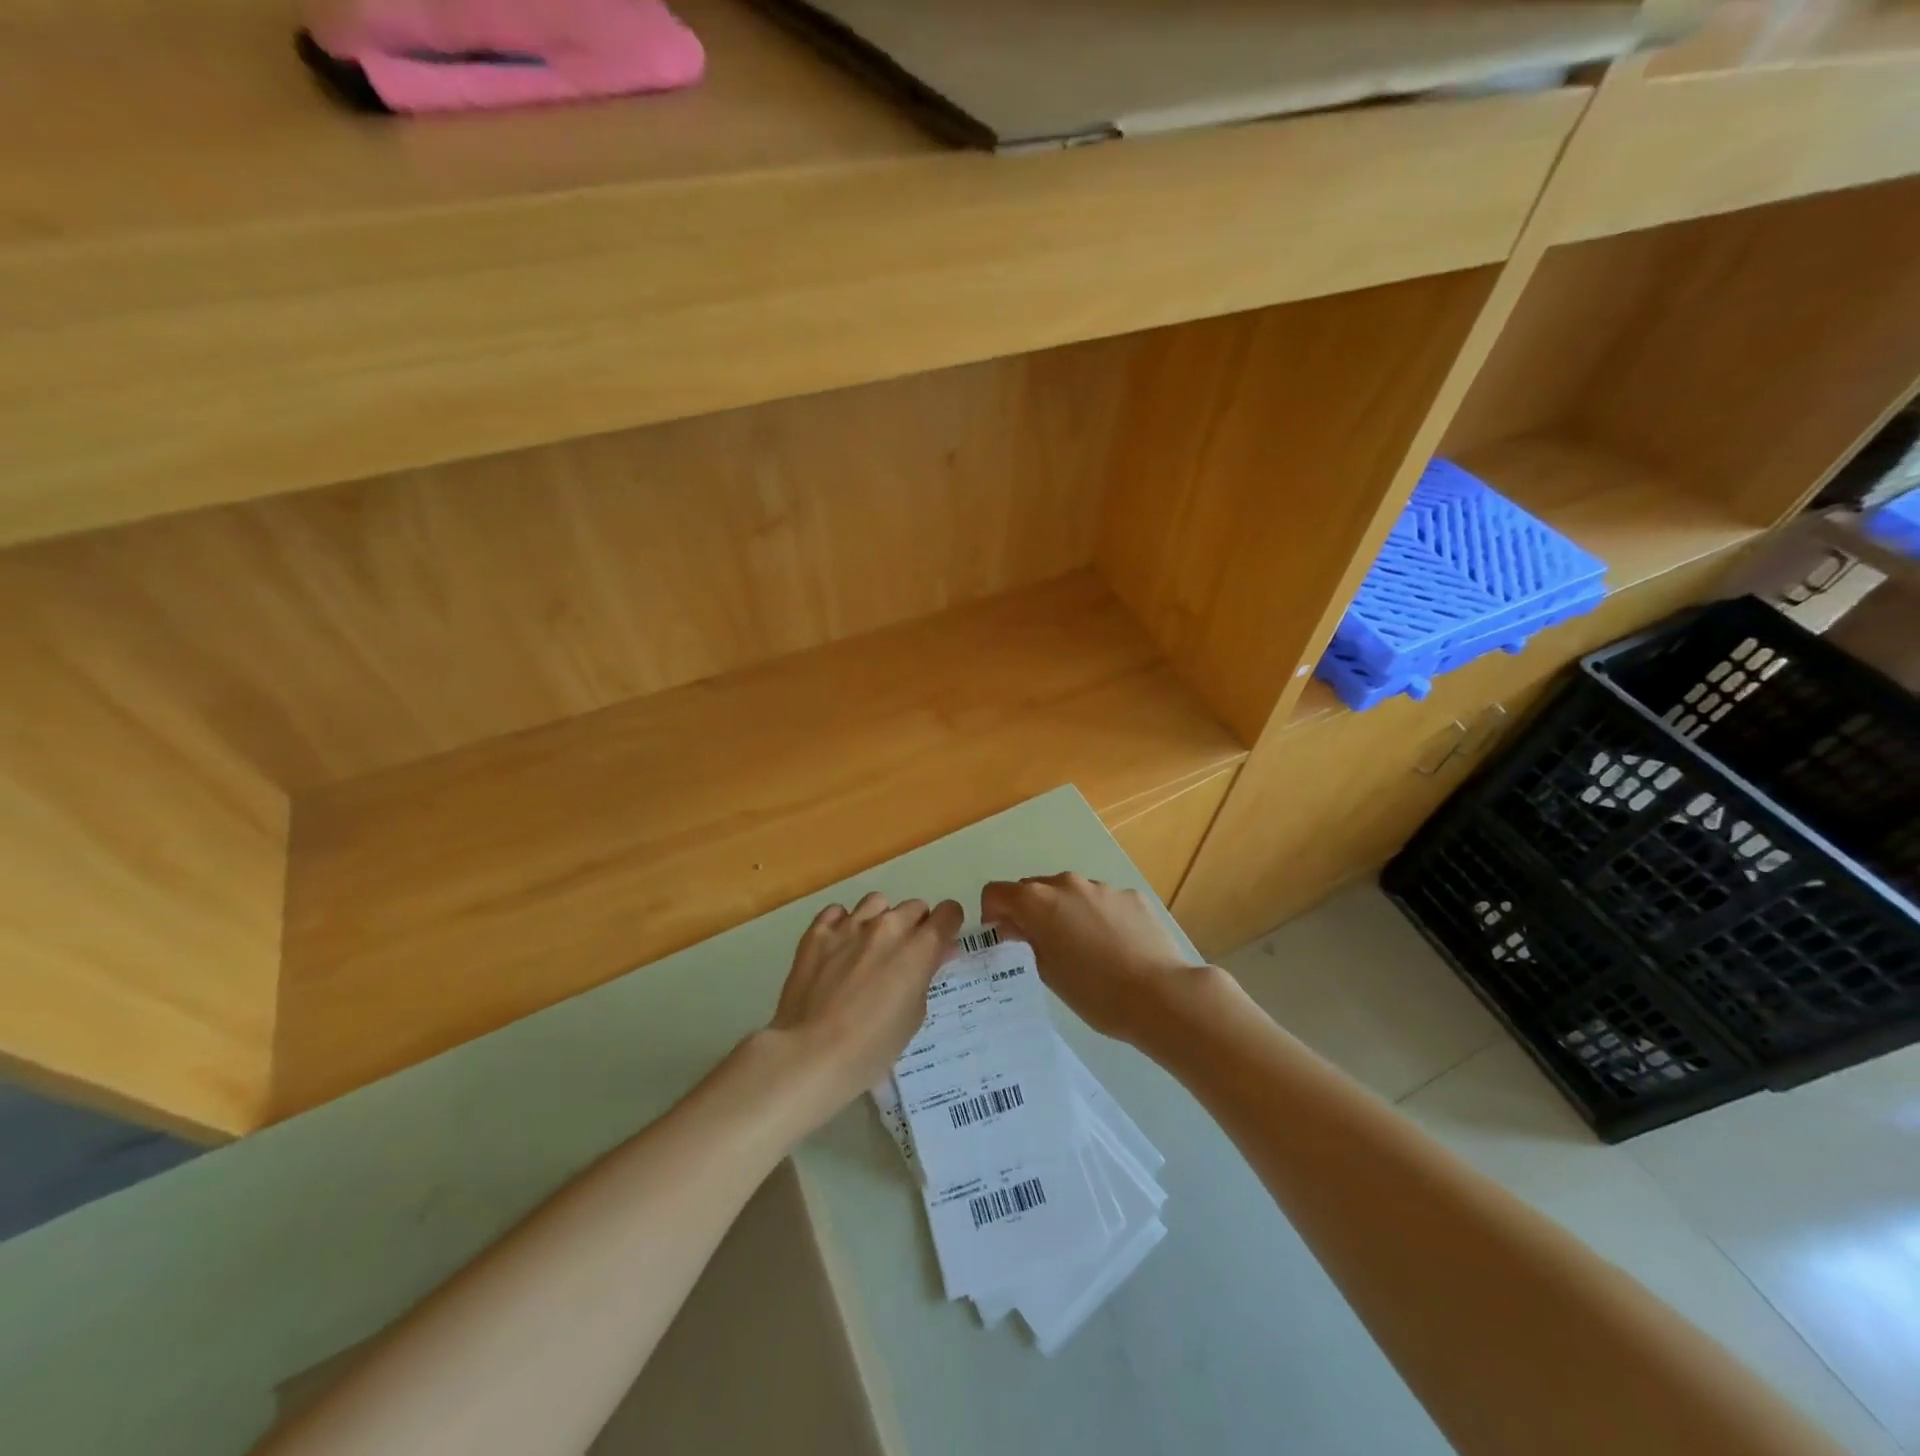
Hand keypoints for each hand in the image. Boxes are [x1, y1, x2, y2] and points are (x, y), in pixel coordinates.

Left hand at [766, 892, 962, 1114]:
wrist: (811, 1053)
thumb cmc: (873, 1046)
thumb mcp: (914, 1014)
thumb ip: (926, 975)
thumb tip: (936, 953)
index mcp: (919, 947)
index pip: (948, 913)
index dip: (948, 926)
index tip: (941, 944)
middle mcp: (888, 926)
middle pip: (914, 907)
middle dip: (915, 927)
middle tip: (903, 957)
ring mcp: (850, 924)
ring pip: (877, 902)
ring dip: (881, 920)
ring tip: (869, 948)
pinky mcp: (817, 931)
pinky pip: (837, 912)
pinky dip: (843, 924)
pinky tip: (838, 947)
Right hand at [980, 873, 1200, 1042]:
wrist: (1160, 995)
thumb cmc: (1094, 991)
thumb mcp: (1047, 971)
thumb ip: (1026, 941)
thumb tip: (1016, 927)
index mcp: (1038, 901)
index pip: (996, 892)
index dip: (993, 915)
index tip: (1003, 939)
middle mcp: (1067, 884)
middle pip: (1033, 888)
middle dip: (1029, 912)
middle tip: (1040, 947)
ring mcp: (1102, 887)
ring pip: (1070, 894)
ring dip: (1065, 913)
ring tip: (1083, 950)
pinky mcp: (1131, 896)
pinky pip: (1102, 901)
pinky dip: (1098, 917)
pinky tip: (1114, 948)